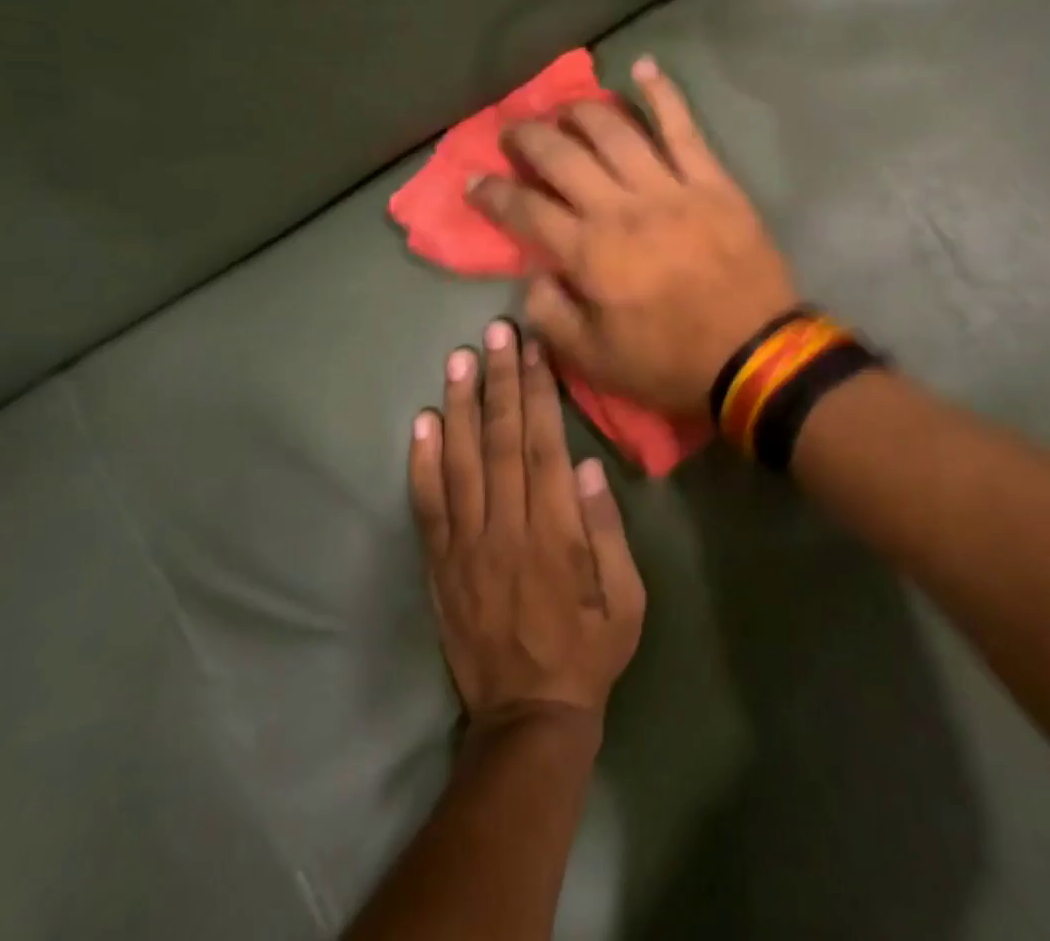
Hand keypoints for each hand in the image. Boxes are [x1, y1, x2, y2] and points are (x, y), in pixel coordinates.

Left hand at [409, 320, 644, 726]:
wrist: (527, 717)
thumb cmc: (589, 650)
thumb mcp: (627, 598)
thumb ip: (607, 531)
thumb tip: (589, 467)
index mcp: (555, 532)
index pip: (542, 445)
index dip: (537, 392)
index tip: (533, 349)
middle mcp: (506, 528)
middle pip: (500, 441)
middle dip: (499, 381)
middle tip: (494, 333)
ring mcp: (466, 545)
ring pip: (460, 462)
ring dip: (460, 406)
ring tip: (459, 359)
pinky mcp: (440, 564)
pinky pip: (426, 506)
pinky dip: (422, 462)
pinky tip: (422, 422)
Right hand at [467, 56, 798, 412]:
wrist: (755, 355)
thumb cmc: (671, 362)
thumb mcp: (594, 361)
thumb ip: (551, 317)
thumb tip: (533, 276)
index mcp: (589, 253)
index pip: (524, 208)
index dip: (492, 192)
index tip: (475, 181)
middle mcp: (620, 208)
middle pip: (561, 155)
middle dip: (527, 137)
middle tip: (514, 133)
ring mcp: (669, 187)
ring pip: (614, 130)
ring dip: (581, 111)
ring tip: (563, 109)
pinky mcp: (711, 179)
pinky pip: (682, 127)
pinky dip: (662, 93)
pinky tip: (643, 66)